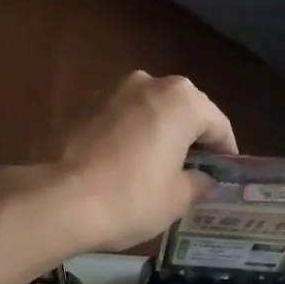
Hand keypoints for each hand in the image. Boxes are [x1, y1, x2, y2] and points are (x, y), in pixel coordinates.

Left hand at [17, 72, 237, 253]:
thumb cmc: (130, 199)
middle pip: (183, 112)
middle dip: (191, 140)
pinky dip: (131, 137)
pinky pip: (121, 120)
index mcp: (182, 100)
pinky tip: (126, 166)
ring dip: (159, 135)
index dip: (225, 153)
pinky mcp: (84, 106)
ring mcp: (112, 91)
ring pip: (150, 113)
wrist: (58, 200)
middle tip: (194, 173)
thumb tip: (203, 178)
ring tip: (159, 170)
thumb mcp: (177, 199)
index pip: (218, 125)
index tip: (224, 176)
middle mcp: (149, 82)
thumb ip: (199, 182)